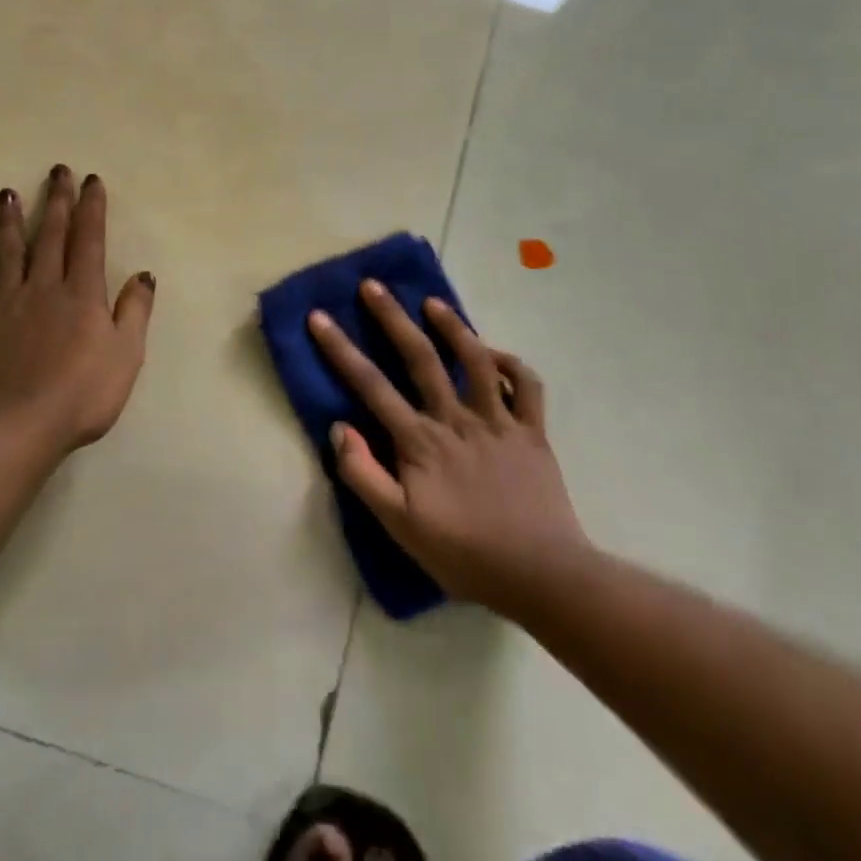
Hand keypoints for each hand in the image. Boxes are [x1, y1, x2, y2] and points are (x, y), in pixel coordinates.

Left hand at [0, 166, 155, 453]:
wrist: (13, 426)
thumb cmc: (81, 393)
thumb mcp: (126, 355)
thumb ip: (134, 311)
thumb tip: (143, 275)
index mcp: (81, 294)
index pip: (88, 240)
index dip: (91, 208)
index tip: (90, 181)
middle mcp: (43, 289)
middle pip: (49, 237)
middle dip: (55, 202)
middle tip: (55, 171)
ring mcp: (6, 307)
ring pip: (9, 256)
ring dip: (9, 224)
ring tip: (7, 196)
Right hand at [308, 281, 587, 614]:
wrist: (541, 575)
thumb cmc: (464, 553)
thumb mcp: (400, 526)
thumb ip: (363, 475)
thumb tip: (340, 428)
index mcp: (420, 440)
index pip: (370, 384)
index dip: (340, 348)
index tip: (318, 317)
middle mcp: (456, 418)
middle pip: (420, 356)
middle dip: (392, 317)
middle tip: (373, 285)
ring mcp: (498, 421)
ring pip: (475, 359)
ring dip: (453, 326)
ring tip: (433, 302)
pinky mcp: (532, 431)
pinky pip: (526, 386)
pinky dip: (512, 363)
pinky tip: (495, 354)